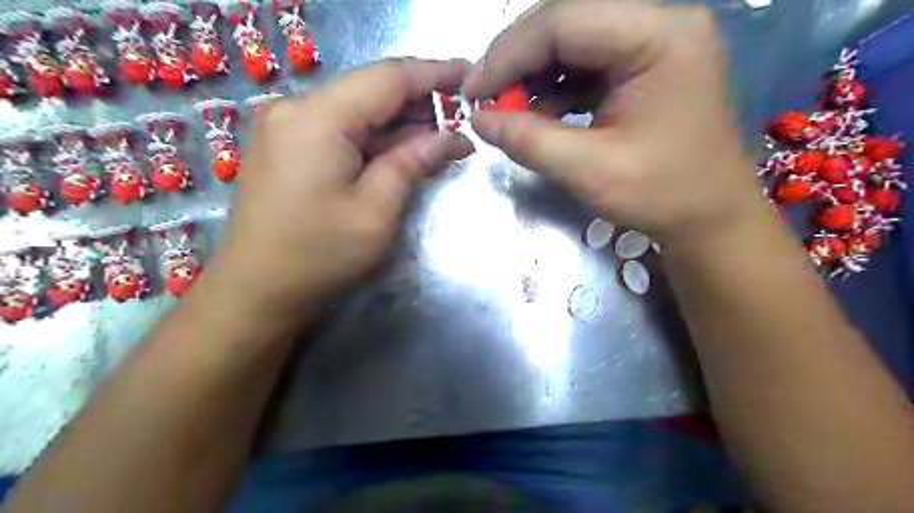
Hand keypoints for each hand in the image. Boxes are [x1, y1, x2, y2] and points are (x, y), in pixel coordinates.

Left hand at [211, 57, 474, 310]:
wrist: (256, 291)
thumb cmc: (319, 255)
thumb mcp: (376, 211)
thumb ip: (412, 163)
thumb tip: (451, 137)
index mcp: (317, 118)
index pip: (387, 79)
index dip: (433, 74)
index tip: (469, 76)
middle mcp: (296, 109)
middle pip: (370, 91)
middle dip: (419, 103)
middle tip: (461, 120)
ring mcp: (287, 127)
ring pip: (357, 110)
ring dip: (399, 123)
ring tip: (441, 137)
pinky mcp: (287, 147)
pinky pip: (340, 129)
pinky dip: (375, 138)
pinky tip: (403, 150)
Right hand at [466, 0, 765, 244]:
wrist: (710, 216)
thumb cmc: (662, 195)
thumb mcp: (590, 171)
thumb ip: (529, 140)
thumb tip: (477, 119)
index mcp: (660, 37)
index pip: (564, 21)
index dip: (508, 54)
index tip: (472, 92)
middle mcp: (660, 23)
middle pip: (567, 21)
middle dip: (517, 60)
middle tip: (484, 98)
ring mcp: (653, 43)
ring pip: (572, 41)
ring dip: (532, 74)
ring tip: (508, 110)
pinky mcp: (643, 66)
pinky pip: (585, 64)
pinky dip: (553, 88)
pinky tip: (537, 114)